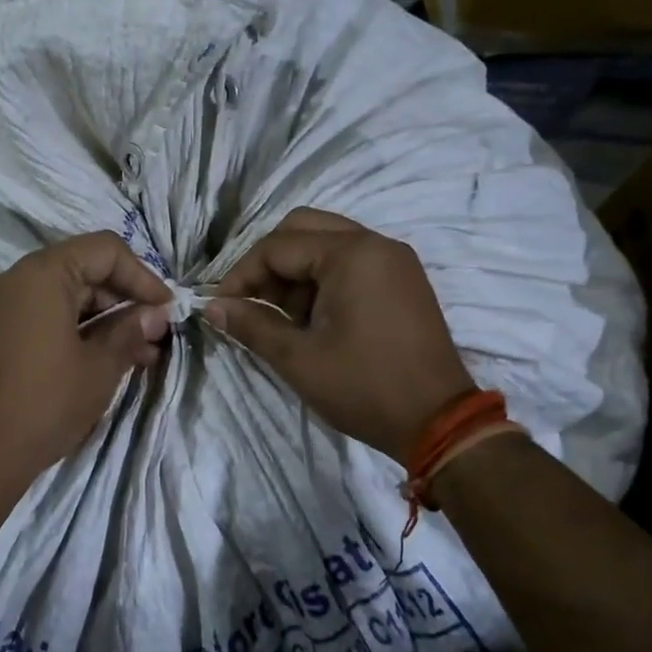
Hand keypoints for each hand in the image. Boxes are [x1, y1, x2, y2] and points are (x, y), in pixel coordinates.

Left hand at [0, 232, 172, 485]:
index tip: (166, 308)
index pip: (103, 251)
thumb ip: (131, 330)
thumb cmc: (48, 402)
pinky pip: (40, 314)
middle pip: (81, 270)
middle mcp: (13, 278)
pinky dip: (73, 327)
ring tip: (139, 352)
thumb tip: (156, 314)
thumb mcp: (100, 365)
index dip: (141, 276)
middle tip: (155, 333)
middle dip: (123, 299)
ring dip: (102, 317)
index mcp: (40, 274)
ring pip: (62, 294)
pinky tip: (104, 356)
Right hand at [203, 208, 473, 458]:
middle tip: (252, 303)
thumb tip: (212, 308)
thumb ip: (251, 324)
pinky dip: (322, 279)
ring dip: (295, 271)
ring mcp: (394, 260)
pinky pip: (350, 261)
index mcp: (351, 254)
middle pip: (302, 229)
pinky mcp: (402, 280)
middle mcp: (375, 244)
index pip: (277, 247)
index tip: (221, 308)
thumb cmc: (364, 387)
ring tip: (282, 317)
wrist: (439, 423)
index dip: (241, 276)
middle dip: (268, 263)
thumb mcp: (298, 358)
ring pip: (326, 243)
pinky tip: (312, 318)